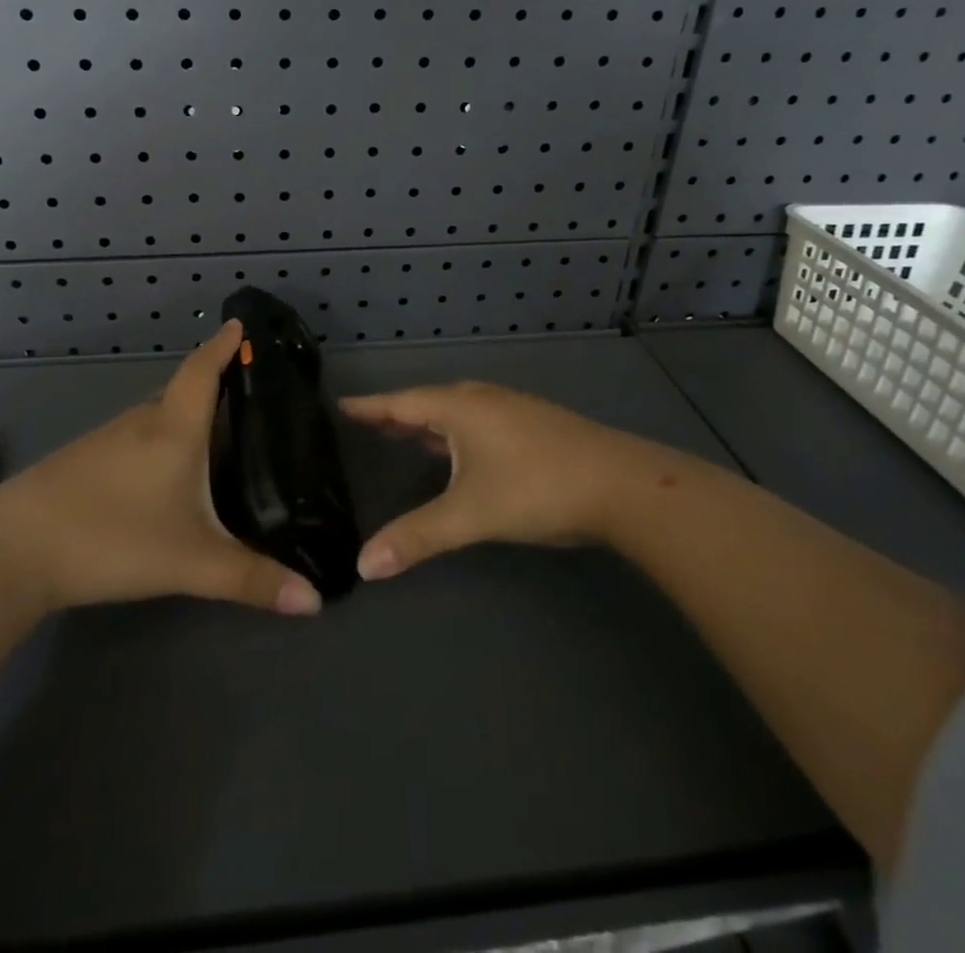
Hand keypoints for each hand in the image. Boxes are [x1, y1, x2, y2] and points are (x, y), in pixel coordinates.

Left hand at [0, 321, 321, 615]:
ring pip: (156, 418)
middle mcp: (141, 422)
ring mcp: (106, 439)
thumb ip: (252, 580)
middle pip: (182, 392)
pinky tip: (164, 474)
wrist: (11, 551)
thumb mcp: (190, 562)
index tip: (240, 322)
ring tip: (217, 437)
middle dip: (214, 388)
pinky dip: (159, 442)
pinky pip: (135, 439)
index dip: (223, 345)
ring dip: (185, 419)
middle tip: (250, 399)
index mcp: (173, 428)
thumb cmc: (111, 537)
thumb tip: (315, 600)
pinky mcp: (82, 462)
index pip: (203, 371)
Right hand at [340, 381, 683, 579]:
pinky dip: (455, 431)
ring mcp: (513, 410)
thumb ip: (416, 538)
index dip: (370, 407)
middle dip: (397, 414)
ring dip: (428, 422)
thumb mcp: (470, 515)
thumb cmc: (536, 488)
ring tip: (405, 433)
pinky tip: (461, 451)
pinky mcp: (535, 426)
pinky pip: (479, 421)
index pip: (401, 403)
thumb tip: (363, 565)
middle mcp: (483, 400)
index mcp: (460, 408)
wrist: (623, 484)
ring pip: (457, 412)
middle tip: (367, 422)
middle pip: (428, 402)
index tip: (341, 404)